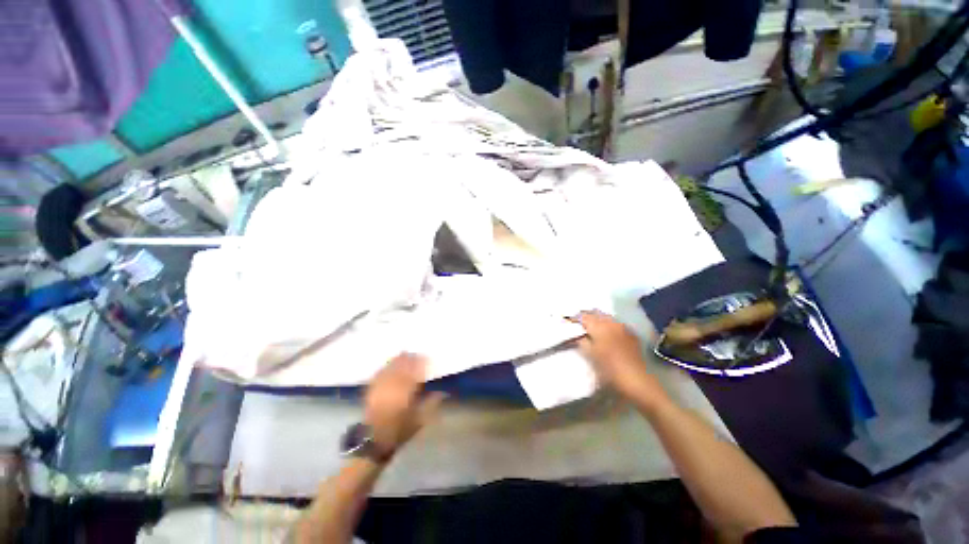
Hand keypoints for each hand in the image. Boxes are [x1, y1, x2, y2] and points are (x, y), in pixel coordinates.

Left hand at [364, 353, 444, 457]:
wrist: (374, 440)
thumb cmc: (400, 430)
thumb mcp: (419, 419)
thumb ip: (431, 403)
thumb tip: (443, 392)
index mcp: (405, 394)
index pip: (414, 372)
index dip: (420, 363)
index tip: (426, 358)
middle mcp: (392, 387)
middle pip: (402, 367)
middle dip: (409, 358)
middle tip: (417, 353)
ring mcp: (380, 387)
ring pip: (391, 367)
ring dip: (398, 360)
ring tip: (405, 354)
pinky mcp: (371, 389)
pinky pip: (380, 373)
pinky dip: (386, 366)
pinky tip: (390, 363)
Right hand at [575, 311, 662, 401]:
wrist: (636, 380)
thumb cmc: (609, 368)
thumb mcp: (590, 355)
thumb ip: (581, 341)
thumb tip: (575, 334)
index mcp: (598, 326)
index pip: (582, 316)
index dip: (573, 318)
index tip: (566, 321)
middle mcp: (611, 322)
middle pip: (595, 313)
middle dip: (585, 316)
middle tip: (577, 323)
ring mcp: (622, 327)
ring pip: (606, 317)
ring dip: (597, 319)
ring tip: (590, 327)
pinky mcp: (631, 334)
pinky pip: (616, 324)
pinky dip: (608, 325)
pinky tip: (606, 332)